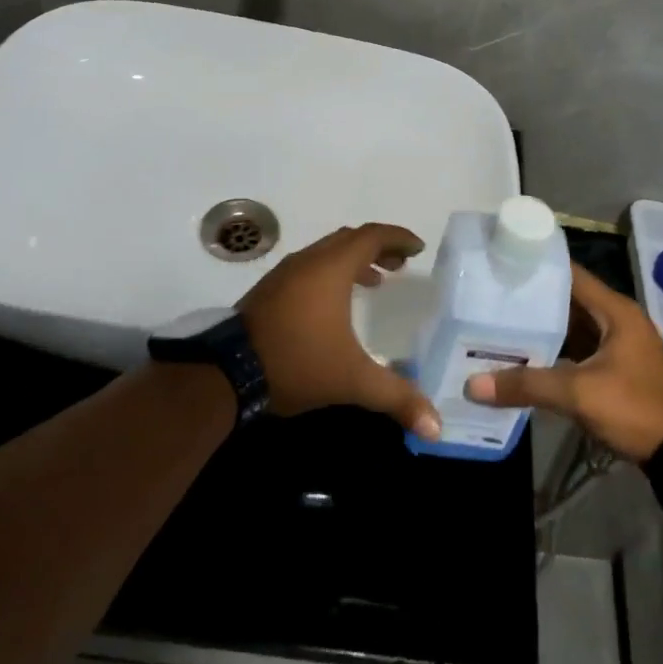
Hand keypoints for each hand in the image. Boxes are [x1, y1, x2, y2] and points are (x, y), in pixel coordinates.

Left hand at [239, 223, 441, 440]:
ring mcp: (285, 274)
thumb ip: (395, 397)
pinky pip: (310, 268)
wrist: (226, 372)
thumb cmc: (296, 362)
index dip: (398, 237)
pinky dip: (332, 273)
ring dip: (354, 260)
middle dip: (378, 247)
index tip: (419, 248)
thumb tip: (436, 427)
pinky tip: (335, 305)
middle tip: (401, 264)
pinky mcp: (269, 291)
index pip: (372, 236)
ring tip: (375, 282)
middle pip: (350, 239)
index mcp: (331, 268)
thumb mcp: (351, 380)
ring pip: (327, 253)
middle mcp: (309, 261)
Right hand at [465, 263, 662, 460]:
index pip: (570, 274)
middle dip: (532, 301)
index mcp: (615, 310)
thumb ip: (527, 385)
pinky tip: (524, 359)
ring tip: (497, 324)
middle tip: (489, 297)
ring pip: (572, 327)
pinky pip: (578, 350)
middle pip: (568, 300)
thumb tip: (473, 385)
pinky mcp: (616, 370)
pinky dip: (554, 352)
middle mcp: (617, 320)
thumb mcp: (579, 394)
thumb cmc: (635, 409)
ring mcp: (618, 346)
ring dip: (542, 328)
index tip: (500, 263)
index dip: (537, 267)